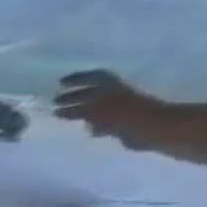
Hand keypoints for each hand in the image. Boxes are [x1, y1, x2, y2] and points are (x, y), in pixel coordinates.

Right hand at [56, 70, 171, 150]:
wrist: (152, 129)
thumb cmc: (123, 116)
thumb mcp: (95, 110)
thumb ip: (75, 111)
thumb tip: (57, 112)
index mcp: (111, 88)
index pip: (93, 77)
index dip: (77, 78)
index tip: (59, 83)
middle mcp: (116, 94)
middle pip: (93, 92)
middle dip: (73, 96)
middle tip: (54, 102)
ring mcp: (121, 107)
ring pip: (96, 106)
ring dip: (79, 110)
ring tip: (62, 116)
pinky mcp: (123, 121)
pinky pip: (102, 119)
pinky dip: (90, 122)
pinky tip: (81, 127)